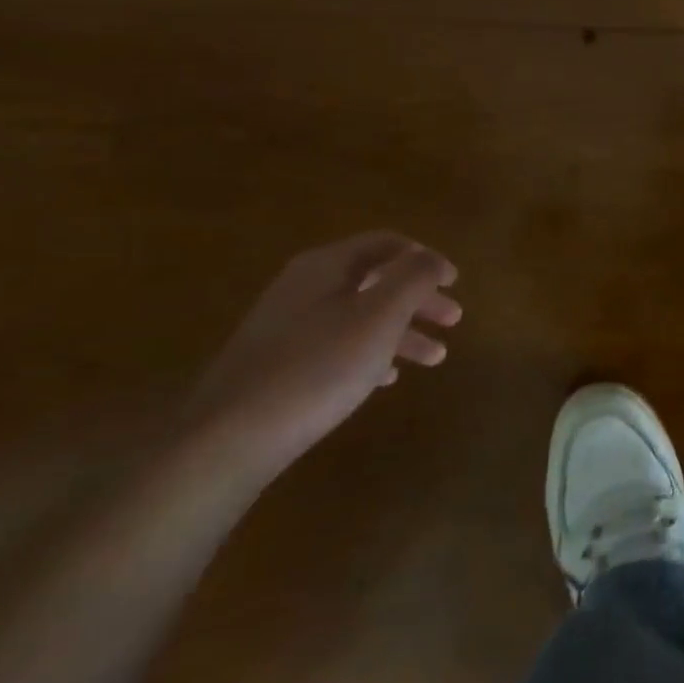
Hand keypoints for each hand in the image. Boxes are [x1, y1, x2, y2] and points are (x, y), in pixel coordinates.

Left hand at [183, 231, 461, 482]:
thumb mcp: (379, 316)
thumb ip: (413, 278)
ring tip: (435, 358)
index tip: (455, 282)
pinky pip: (336, 346)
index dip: (425, 259)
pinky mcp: (277, 365)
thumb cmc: (317, 367)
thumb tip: (432, 259)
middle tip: (454, 320)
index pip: (387, 244)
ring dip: (401, 331)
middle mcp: (304, 287)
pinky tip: (385, 378)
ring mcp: (287, 326)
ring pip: (358, 316)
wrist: (228, 437)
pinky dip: (370, 353)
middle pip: (375, 280)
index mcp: (327, 266)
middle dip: (419, 298)